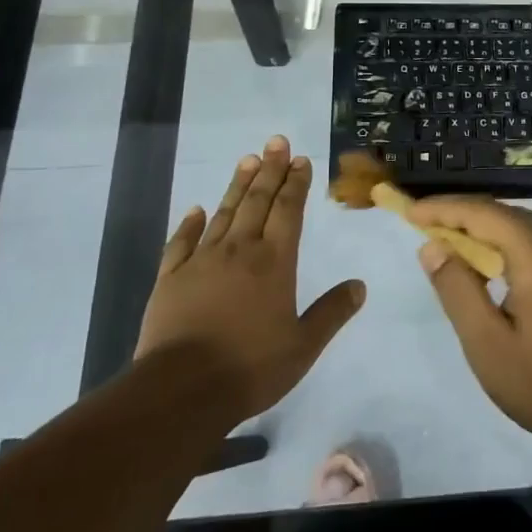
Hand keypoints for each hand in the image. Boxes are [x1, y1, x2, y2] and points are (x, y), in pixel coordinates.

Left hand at [135, 137, 363, 422]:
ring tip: (247, 159)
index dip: (295, 183)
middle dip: (269, 169)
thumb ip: (332, 312)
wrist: (182, 390)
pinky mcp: (171, 278)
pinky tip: (197, 209)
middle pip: (257, 201)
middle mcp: (239, 250)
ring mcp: (201, 261)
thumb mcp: (304, 345)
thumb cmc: (250, 367)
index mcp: (274, 262)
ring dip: (238, 185)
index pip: (288, 211)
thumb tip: (360, 285)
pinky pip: (182, 242)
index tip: (300, 159)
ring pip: (224, 213)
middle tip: (276, 141)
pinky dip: (190, 223)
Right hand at [410, 194, 531, 449]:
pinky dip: (512, 241)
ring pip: (525, 224)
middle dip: (463, 216)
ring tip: (455, 245)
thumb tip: (432, 247)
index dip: (444, 209)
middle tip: (427, 229)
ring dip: (489, 228)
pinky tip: (496, 265)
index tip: (411, 212)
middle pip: (505, 213)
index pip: (483, 212)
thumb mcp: (486, 342)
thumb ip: (456, 288)